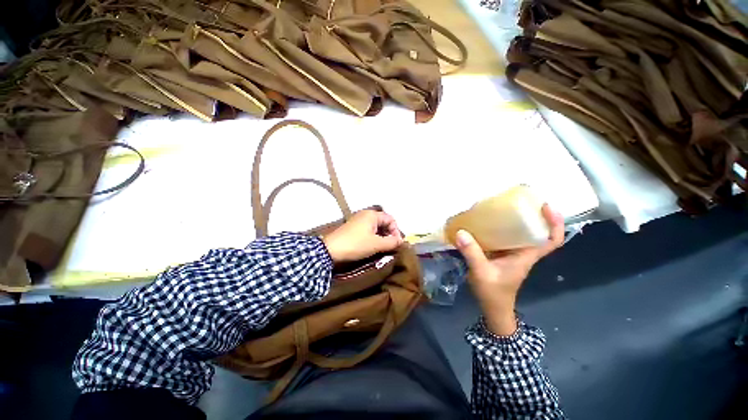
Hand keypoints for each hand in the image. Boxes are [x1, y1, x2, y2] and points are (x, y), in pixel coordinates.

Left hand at [322, 210, 403, 262]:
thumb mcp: (376, 244)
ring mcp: (358, 221)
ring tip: (383, 248)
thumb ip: (391, 242)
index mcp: (372, 215)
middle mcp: (366, 215)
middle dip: (389, 234)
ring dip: (382, 237)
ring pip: (376, 227)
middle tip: (391, 246)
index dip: (396, 231)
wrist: (330, 250)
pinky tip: (373, 246)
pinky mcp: (353, 228)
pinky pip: (368, 230)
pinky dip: (374, 237)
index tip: (397, 244)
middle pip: (384, 222)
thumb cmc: (356, 244)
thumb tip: (401, 241)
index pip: (391, 219)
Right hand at [456, 204, 563, 335]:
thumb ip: (472, 253)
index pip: (551, 241)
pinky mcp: (501, 255)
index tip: (546, 207)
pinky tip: (486, 222)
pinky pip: (504, 238)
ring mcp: (512, 254)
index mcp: (526, 257)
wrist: (492, 308)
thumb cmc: (493, 293)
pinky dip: (499, 228)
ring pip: (520, 234)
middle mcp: (522, 252)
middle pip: (537, 232)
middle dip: (534, 215)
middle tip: (520, 200)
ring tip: (502, 206)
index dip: (555, 224)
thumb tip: (461, 232)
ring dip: (516, 220)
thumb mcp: (482, 272)